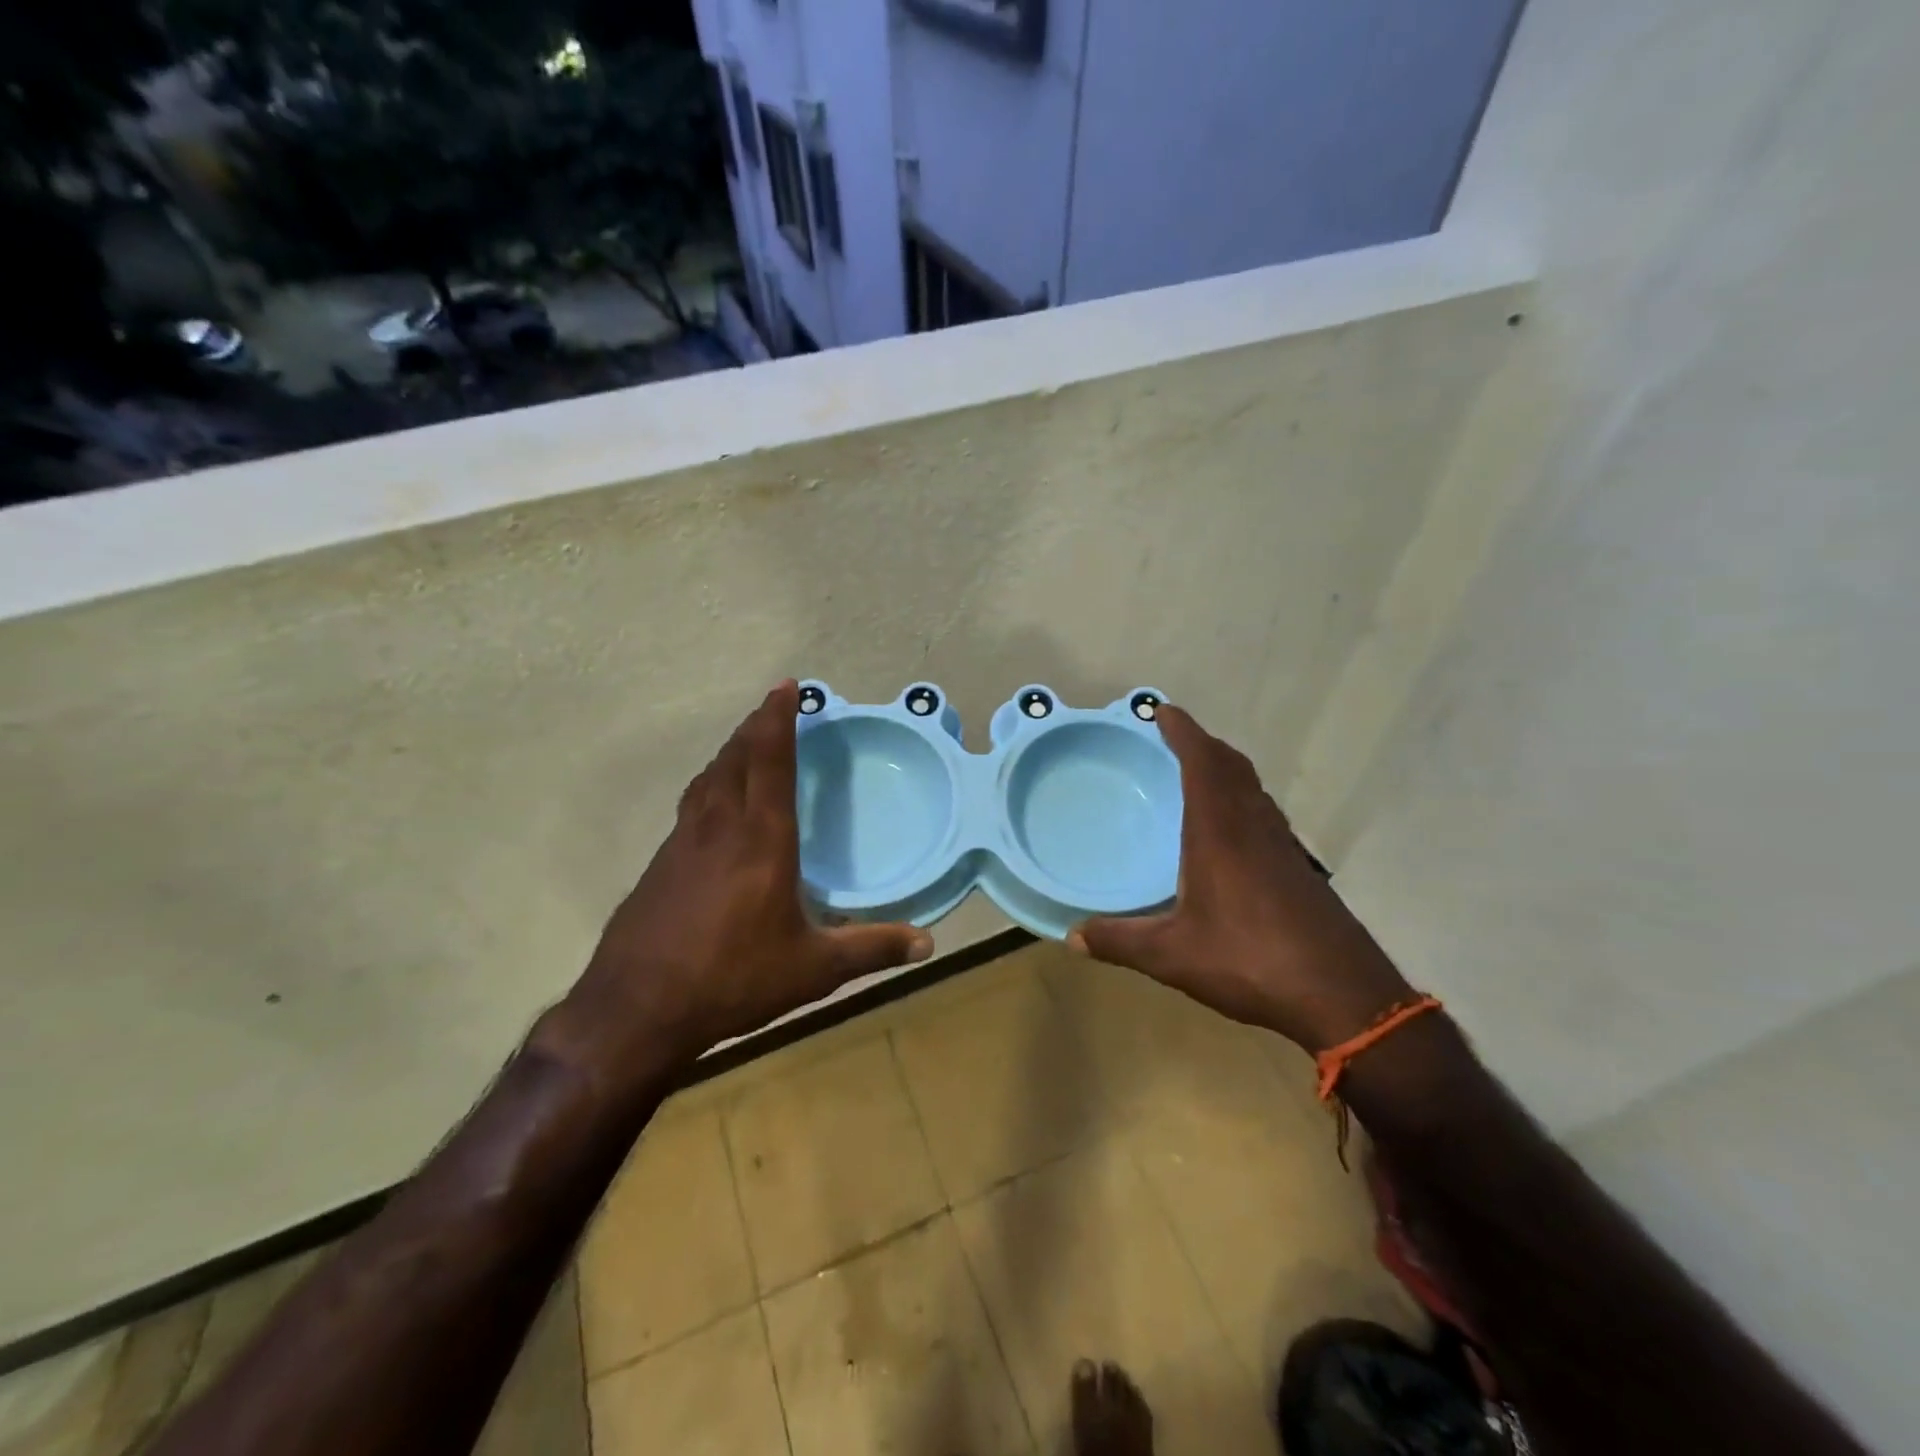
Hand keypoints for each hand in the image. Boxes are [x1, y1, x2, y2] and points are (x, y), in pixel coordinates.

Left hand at [567, 681, 933, 1070]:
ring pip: (708, 778)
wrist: (635, 1010)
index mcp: (761, 840)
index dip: (779, 719)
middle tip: (773, 706)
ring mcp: (683, 843)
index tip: (787, 686)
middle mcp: (720, 827)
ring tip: (746, 742)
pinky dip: (710, 785)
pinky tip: (716, 805)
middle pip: (735, 758)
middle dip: (755, 726)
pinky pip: (692, 805)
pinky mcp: (660, 864)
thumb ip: (871, 949)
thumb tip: (927, 944)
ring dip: (730, 752)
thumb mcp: (813, 969)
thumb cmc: (732, 980)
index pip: (771, 761)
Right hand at [1068, 705, 1412, 1051]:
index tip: (1163, 711)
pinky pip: (1264, 814)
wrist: (1342, 994)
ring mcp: (1283, 847)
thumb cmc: (1250, 960)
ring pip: (1253, 789)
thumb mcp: (1173, 955)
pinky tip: (1231, 833)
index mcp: (1220, 832)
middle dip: (1204, 745)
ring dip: (1226, 770)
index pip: (1202, 763)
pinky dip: (1242, 801)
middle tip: (1175, 739)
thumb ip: (1120, 942)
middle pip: (1232, 767)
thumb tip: (1072, 937)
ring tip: (1199, 775)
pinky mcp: (1299, 869)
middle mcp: (1254, 827)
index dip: (1184, 732)